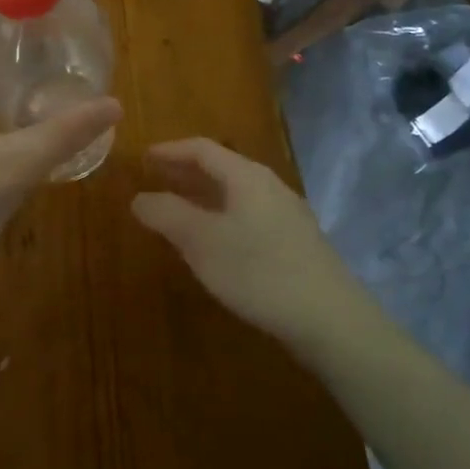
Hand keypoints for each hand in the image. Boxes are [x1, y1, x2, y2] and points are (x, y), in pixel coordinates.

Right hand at [131, 138, 359, 348]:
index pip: (202, 149)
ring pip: (236, 194)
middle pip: (222, 168)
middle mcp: (269, 186)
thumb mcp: (202, 242)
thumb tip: (139, 198)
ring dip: (204, 196)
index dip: (170, 151)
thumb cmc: (258, 271)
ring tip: (178, 210)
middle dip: (185, 172)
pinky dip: (222, 216)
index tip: (143, 158)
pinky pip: (249, 215)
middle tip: (155, 180)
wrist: (330, 319)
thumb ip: (167, 215)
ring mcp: (287, 214)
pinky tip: (215, 242)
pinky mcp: (296, 242)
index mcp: (246, 177)